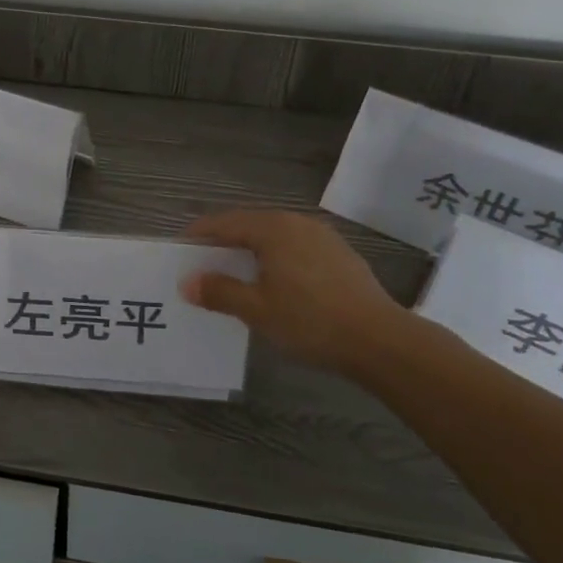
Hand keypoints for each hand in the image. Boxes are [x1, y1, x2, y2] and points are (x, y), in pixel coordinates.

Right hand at [181, 209, 419, 377]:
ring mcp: (323, 237)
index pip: (224, 223)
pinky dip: (277, 259)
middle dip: (225, 243)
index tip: (181, 249)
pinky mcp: (340, 255)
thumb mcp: (257, 309)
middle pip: (250, 225)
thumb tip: (188, 282)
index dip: (200, 235)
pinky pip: (296, 248)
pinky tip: (277, 284)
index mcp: (272, 228)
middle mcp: (296, 222)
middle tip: (204, 265)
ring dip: (252, 251)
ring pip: (275, 236)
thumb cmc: (310, 320)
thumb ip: (220, 292)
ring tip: (237, 275)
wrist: (381, 340)